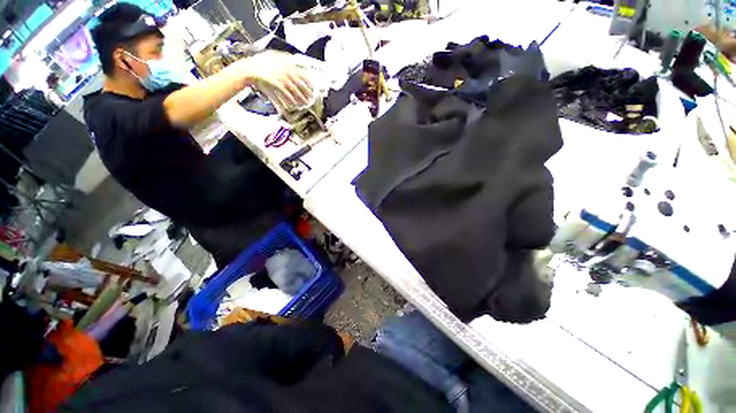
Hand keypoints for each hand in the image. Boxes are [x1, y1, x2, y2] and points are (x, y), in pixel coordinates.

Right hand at [241, 51, 313, 107]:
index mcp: (286, 63)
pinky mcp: (275, 83)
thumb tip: (293, 60)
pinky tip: (295, 103)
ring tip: (305, 103)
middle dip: (306, 91)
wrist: (248, 69)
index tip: (313, 86)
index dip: (308, 81)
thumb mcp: (273, 56)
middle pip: (299, 82)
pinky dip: (291, 99)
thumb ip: (284, 58)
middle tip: (311, 97)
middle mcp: (284, 69)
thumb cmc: (260, 64)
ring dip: (301, 97)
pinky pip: (286, 93)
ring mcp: (280, 76)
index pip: (301, 72)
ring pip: (294, 89)